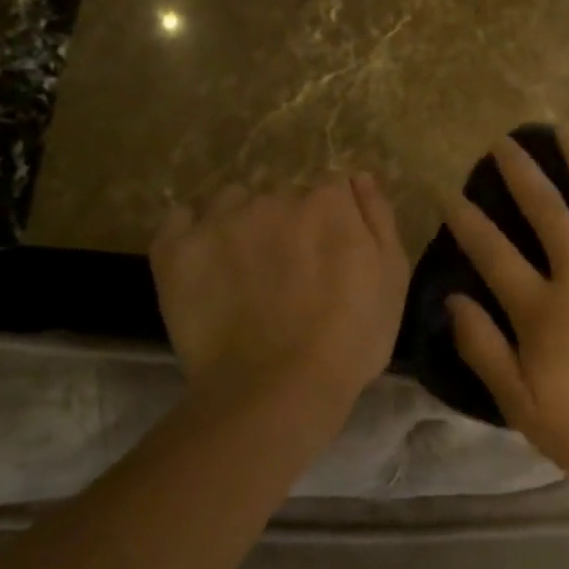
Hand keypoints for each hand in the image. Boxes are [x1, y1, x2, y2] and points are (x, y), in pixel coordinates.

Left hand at [151, 174, 409, 432]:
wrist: (277, 391)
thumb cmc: (350, 340)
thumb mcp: (392, 279)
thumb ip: (378, 218)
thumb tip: (359, 177)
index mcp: (328, 203)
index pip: (331, 188)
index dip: (332, 220)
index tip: (330, 253)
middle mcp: (274, 198)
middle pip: (282, 195)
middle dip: (287, 223)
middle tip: (288, 272)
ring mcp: (221, 221)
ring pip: (232, 202)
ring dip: (240, 223)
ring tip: (243, 270)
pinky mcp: (177, 248)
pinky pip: (180, 221)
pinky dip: (191, 235)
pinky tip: (204, 264)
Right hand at [443, 127, 568, 487]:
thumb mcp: (524, 408)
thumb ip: (485, 351)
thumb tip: (453, 301)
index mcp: (541, 309)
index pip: (493, 253)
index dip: (468, 223)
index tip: (452, 196)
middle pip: (545, 210)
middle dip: (520, 173)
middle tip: (504, 144)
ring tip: (562, 129)